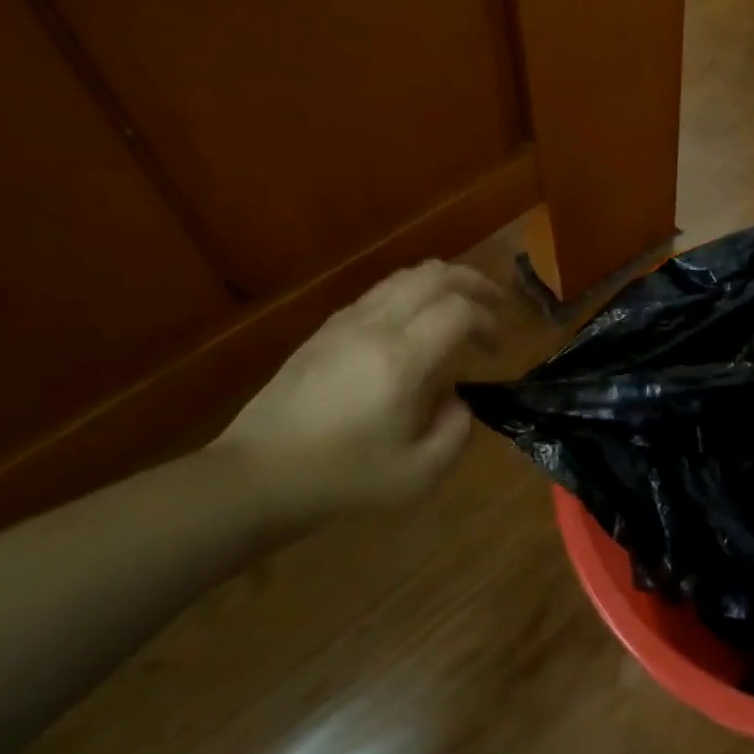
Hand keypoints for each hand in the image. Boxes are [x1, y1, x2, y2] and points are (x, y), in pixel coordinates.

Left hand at [210, 260, 499, 529]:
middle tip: (494, 303)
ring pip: (405, 275)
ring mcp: (346, 322)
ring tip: (460, 303)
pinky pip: (379, 291)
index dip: (488, 320)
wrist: (257, 476)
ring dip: (442, 281)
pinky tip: (414, 321)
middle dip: (473, 282)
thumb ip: (456, 431)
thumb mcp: (418, 474)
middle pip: (435, 275)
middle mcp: (376, 326)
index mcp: (402, 359)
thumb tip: (457, 399)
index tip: (496, 348)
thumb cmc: (342, 479)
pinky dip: (411, 292)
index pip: (460, 310)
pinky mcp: (325, 329)